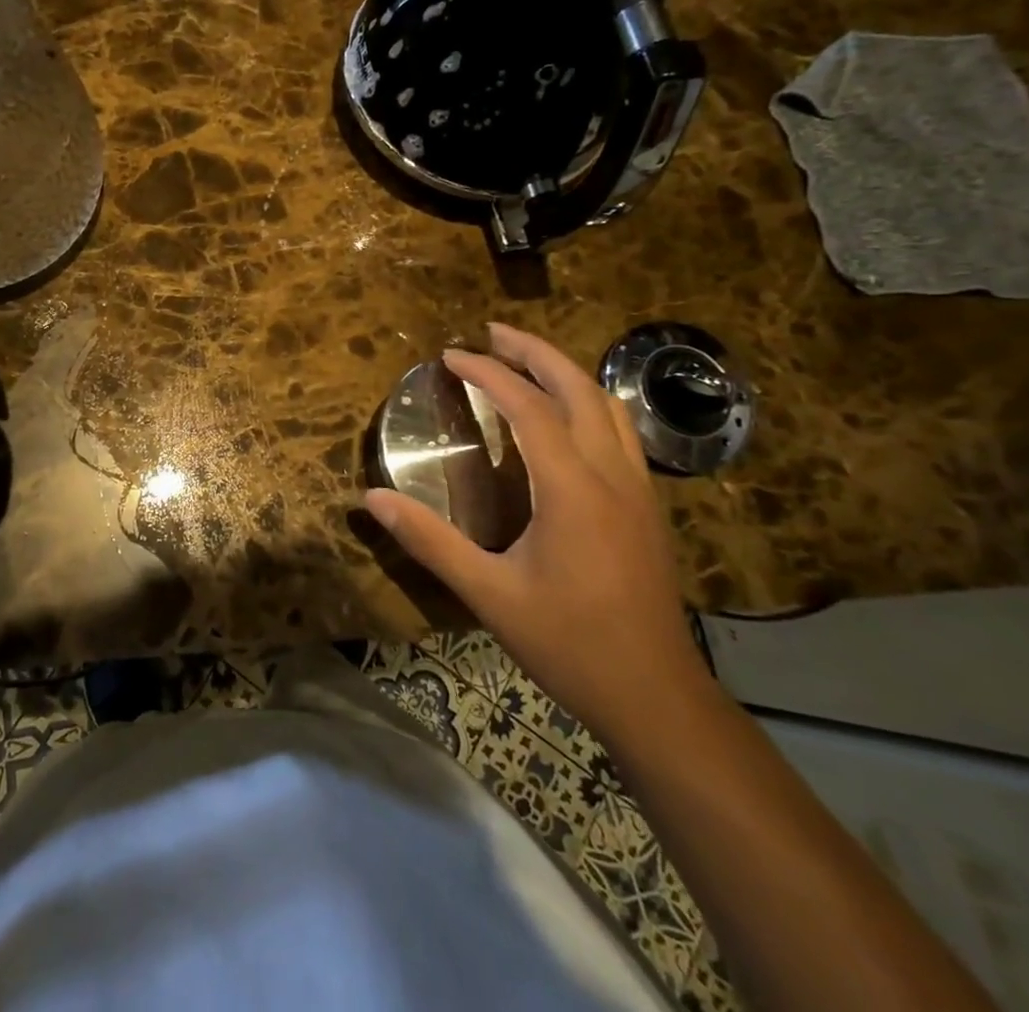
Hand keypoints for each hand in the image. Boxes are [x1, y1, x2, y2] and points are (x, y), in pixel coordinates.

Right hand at [363, 323, 709, 749]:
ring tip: (526, 360)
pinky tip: (567, 416)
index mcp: (572, 489)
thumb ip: (430, 541)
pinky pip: (621, 430)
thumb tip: (372, 498)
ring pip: (608, 404)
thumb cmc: (570, 644)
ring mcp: (638, 488)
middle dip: (534, 352)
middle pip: (578, 388)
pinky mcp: (647, 506)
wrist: (656, 696)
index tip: (451, 355)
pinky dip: (589, 401)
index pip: (528, 406)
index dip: (488, 373)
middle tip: (492, 333)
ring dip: (565, 372)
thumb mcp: (489, 595)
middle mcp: (611, 474)